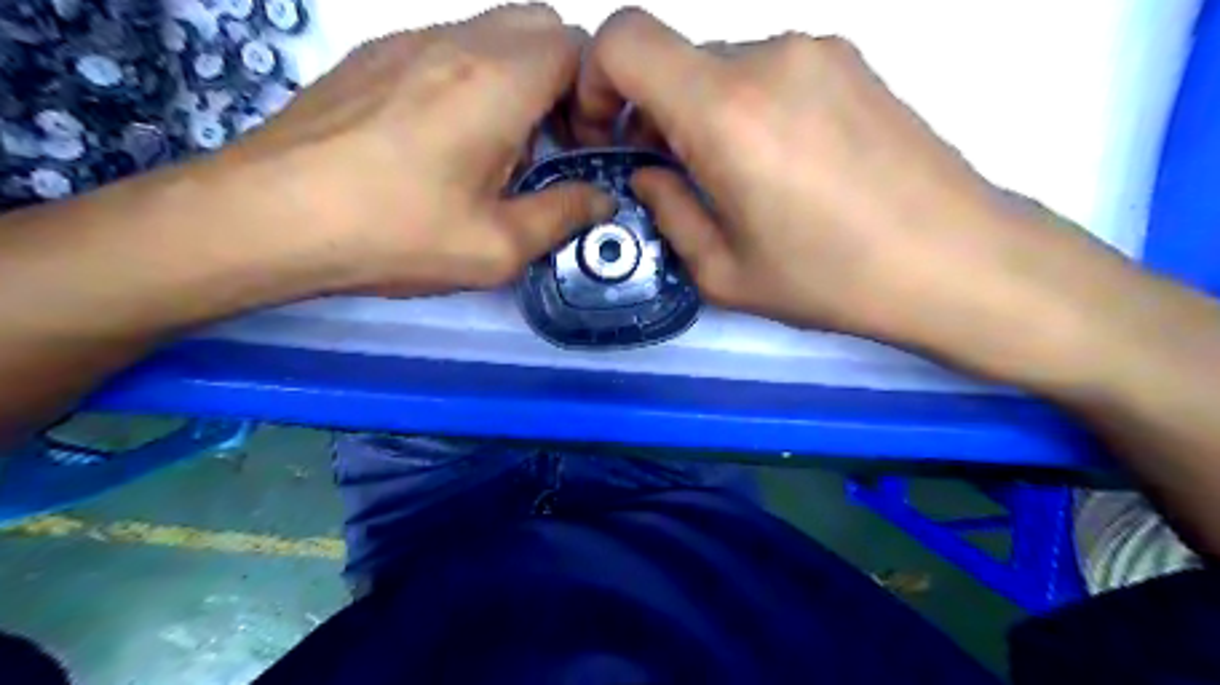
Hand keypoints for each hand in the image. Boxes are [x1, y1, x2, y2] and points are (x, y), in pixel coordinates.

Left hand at [224, 2, 615, 297]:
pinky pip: (447, 45)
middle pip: (539, 25)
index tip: (583, 145)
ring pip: (492, 31)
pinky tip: (448, 139)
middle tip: (552, 142)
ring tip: (502, 147)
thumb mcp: (496, 247)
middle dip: (564, 77)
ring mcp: (407, 41)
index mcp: (497, 83)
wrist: (267, 217)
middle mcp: (456, 42)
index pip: (577, 47)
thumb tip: (601, 201)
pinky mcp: (372, 55)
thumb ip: (562, 217)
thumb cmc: (394, 234)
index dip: (596, 94)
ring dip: (518, 78)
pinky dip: (474, 78)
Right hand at [568, 11, 1140, 382]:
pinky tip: (781, 165)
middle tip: (673, 176)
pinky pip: (768, 71)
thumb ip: (667, 211)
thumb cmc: (831, 279)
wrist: (956, 260)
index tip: (605, 133)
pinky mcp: (850, 60)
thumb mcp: (723, 272)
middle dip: (653, 113)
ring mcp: (816, 50)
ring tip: (736, 180)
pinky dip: (747, 108)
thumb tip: (648, 172)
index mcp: (726, 111)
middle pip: (673, 59)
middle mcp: (769, 56)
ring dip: (703, 114)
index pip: (624, 39)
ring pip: (721, 67)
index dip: (593, 79)